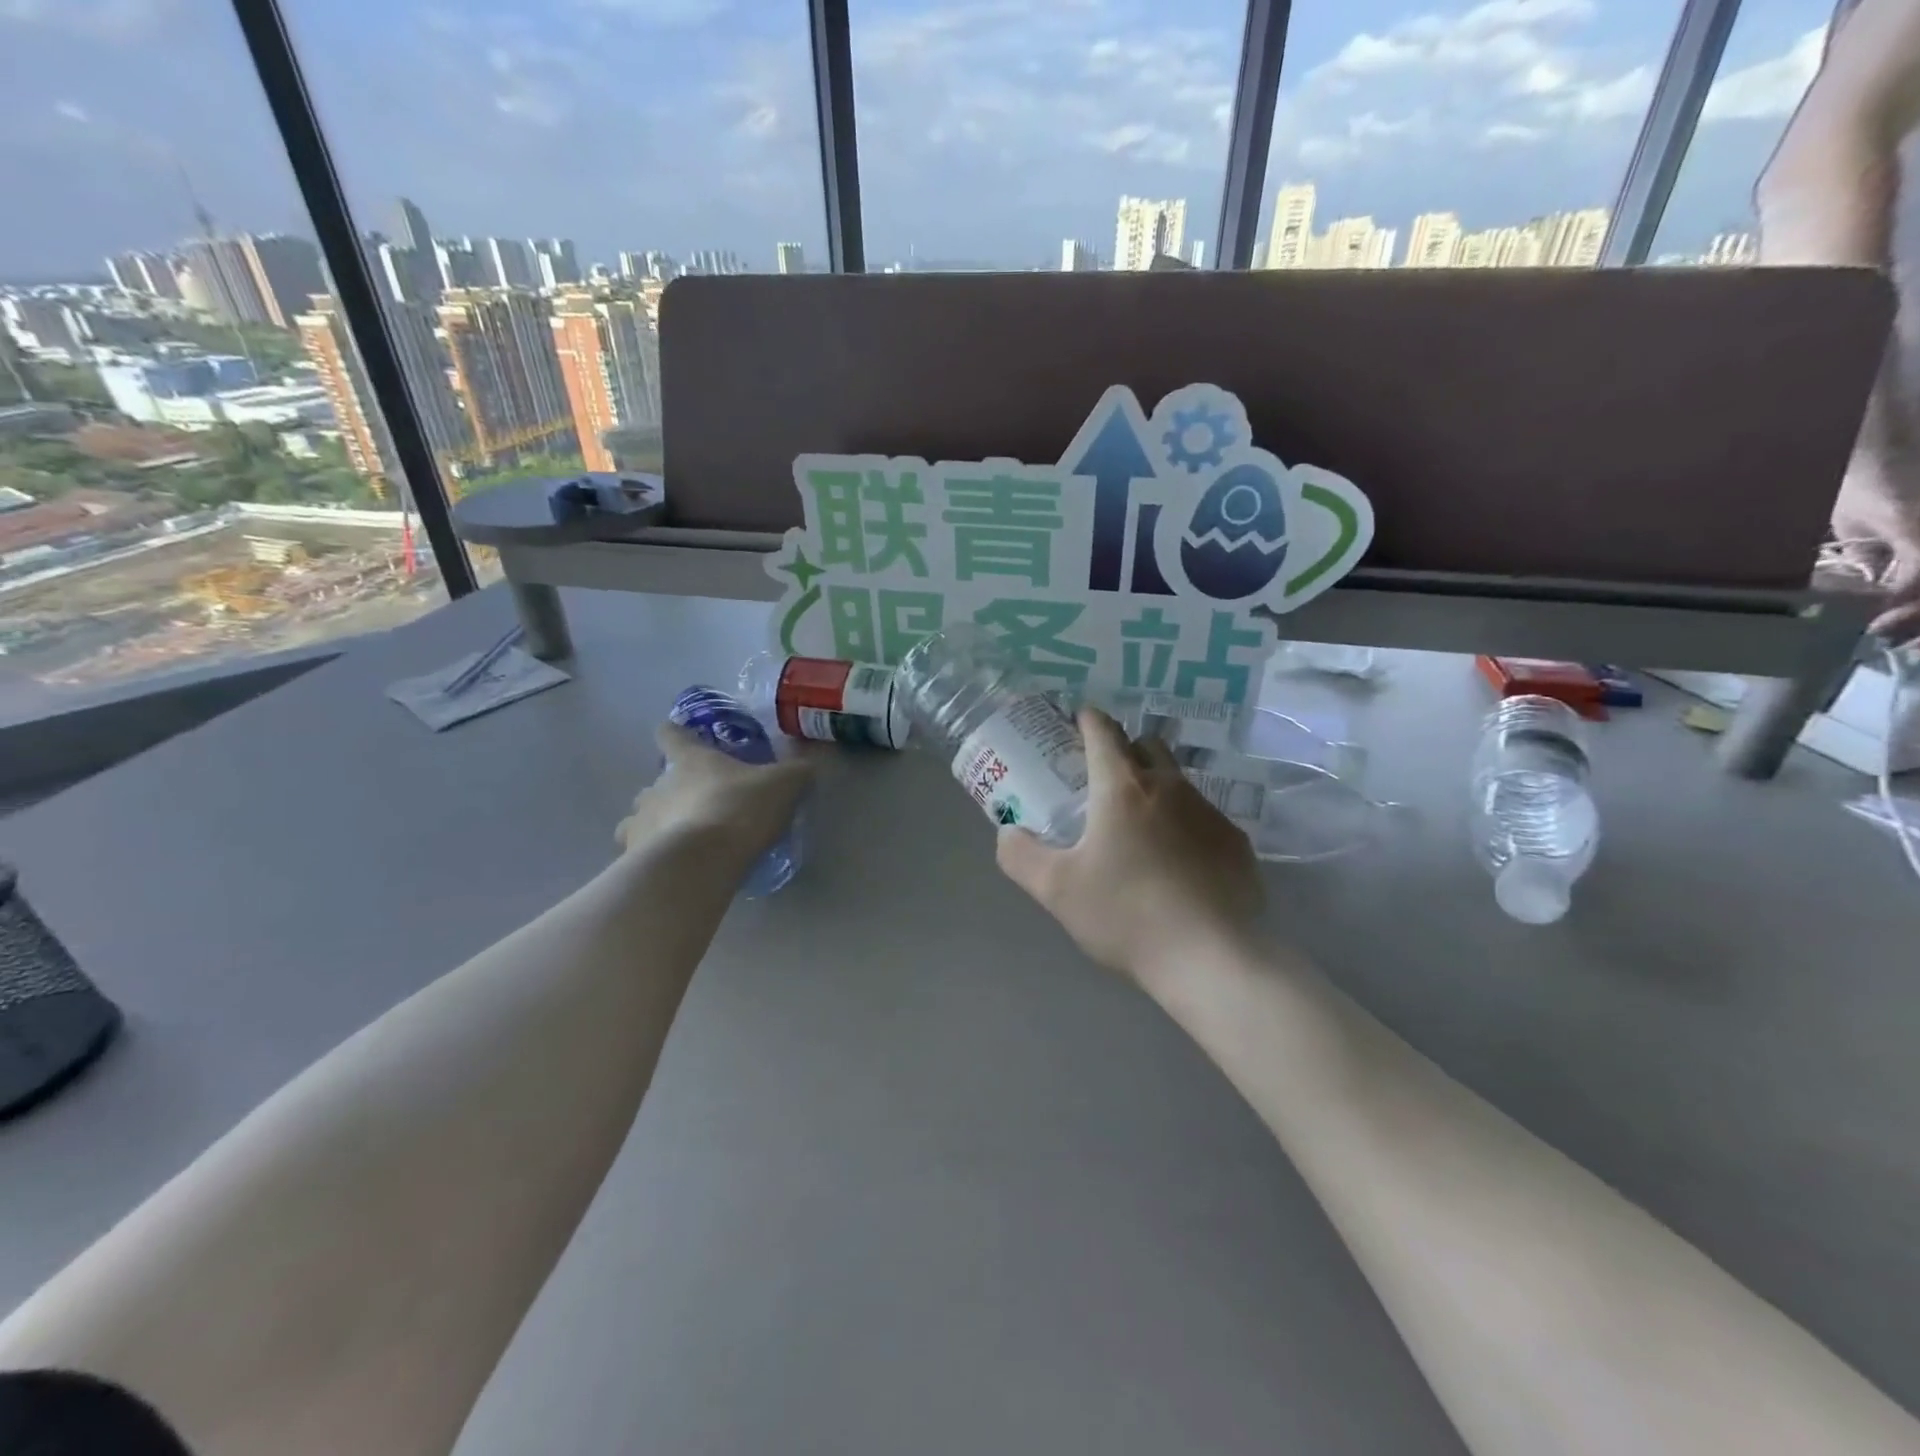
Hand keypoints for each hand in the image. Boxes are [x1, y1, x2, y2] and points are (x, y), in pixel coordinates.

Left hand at [616, 723, 812, 864]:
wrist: (702, 861)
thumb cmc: (740, 809)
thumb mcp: (783, 785)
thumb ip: (797, 771)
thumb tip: (809, 763)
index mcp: (690, 760)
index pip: (671, 735)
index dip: (674, 733)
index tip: (677, 736)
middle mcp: (658, 786)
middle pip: (655, 781)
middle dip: (671, 791)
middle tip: (698, 805)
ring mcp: (640, 821)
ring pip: (638, 816)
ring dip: (654, 823)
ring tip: (679, 840)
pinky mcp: (634, 855)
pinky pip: (637, 851)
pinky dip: (650, 855)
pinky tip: (671, 867)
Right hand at [996, 708, 1262, 982]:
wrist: (1211, 959)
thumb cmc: (1125, 915)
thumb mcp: (1056, 890)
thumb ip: (1021, 855)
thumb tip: (1008, 832)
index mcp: (1122, 788)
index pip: (1104, 732)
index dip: (1088, 720)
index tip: (1078, 721)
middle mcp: (1170, 787)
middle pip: (1148, 746)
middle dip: (1125, 750)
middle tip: (1104, 781)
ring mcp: (1210, 813)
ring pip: (1178, 783)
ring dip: (1156, 792)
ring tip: (1140, 832)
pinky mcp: (1236, 844)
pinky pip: (1204, 819)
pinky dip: (1185, 827)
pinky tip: (1178, 866)